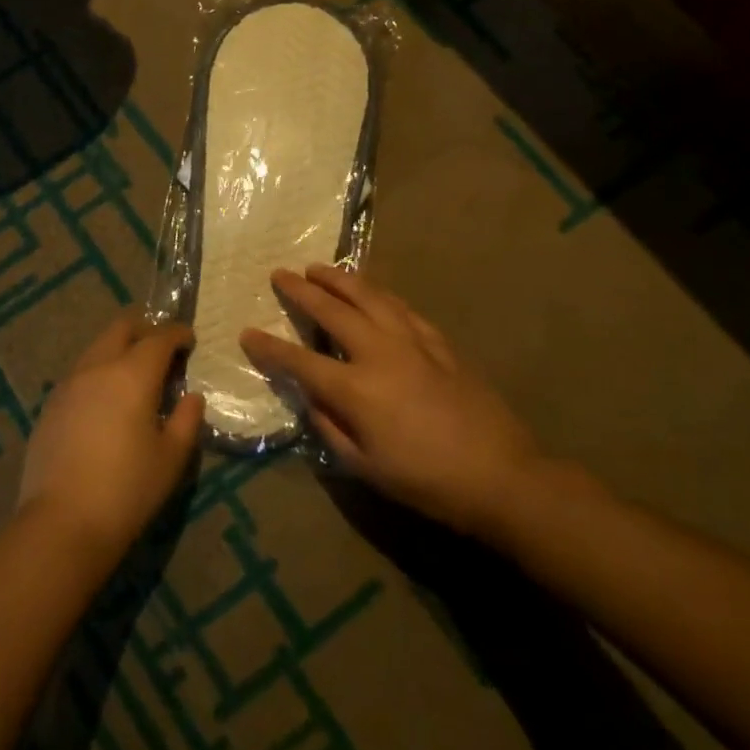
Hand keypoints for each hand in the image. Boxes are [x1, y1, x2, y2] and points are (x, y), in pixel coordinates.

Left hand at [17, 314, 204, 561]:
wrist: (62, 522)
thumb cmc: (127, 490)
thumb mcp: (171, 457)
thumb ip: (187, 420)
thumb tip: (192, 397)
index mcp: (131, 374)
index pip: (159, 338)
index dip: (178, 333)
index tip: (190, 339)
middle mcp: (97, 367)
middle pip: (121, 329)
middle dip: (145, 330)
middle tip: (163, 350)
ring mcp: (68, 384)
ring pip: (96, 348)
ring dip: (119, 349)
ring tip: (135, 376)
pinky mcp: (50, 405)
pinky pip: (80, 373)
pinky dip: (99, 372)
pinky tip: (106, 401)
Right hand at [240, 265, 545, 538]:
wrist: (502, 477)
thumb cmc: (427, 481)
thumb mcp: (366, 467)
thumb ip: (330, 428)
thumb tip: (312, 399)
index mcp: (356, 389)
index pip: (300, 360)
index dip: (269, 347)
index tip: (247, 333)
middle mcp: (379, 354)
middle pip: (332, 311)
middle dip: (301, 291)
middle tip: (280, 274)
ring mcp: (412, 342)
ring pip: (369, 297)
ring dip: (340, 279)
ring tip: (319, 267)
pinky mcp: (439, 343)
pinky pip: (401, 307)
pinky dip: (379, 294)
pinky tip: (371, 291)